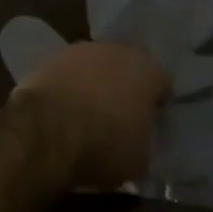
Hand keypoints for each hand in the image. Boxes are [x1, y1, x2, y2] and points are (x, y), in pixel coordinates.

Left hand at [10, 41, 171, 189]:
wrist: (49, 129)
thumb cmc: (105, 145)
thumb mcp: (139, 160)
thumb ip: (145, 143)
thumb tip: (139, 142)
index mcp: (149, 73)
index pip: (163, 84)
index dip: (157, 104)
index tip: (150, 123)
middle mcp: (120, 51)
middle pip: (129, 68)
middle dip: (126, 87)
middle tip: (119, 115)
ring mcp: (84, 50)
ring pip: (98, 65)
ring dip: (96, 83)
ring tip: (87, 112)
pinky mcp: (54, 57)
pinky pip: (70, 72)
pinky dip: (69, 86)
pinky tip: (63, 108)